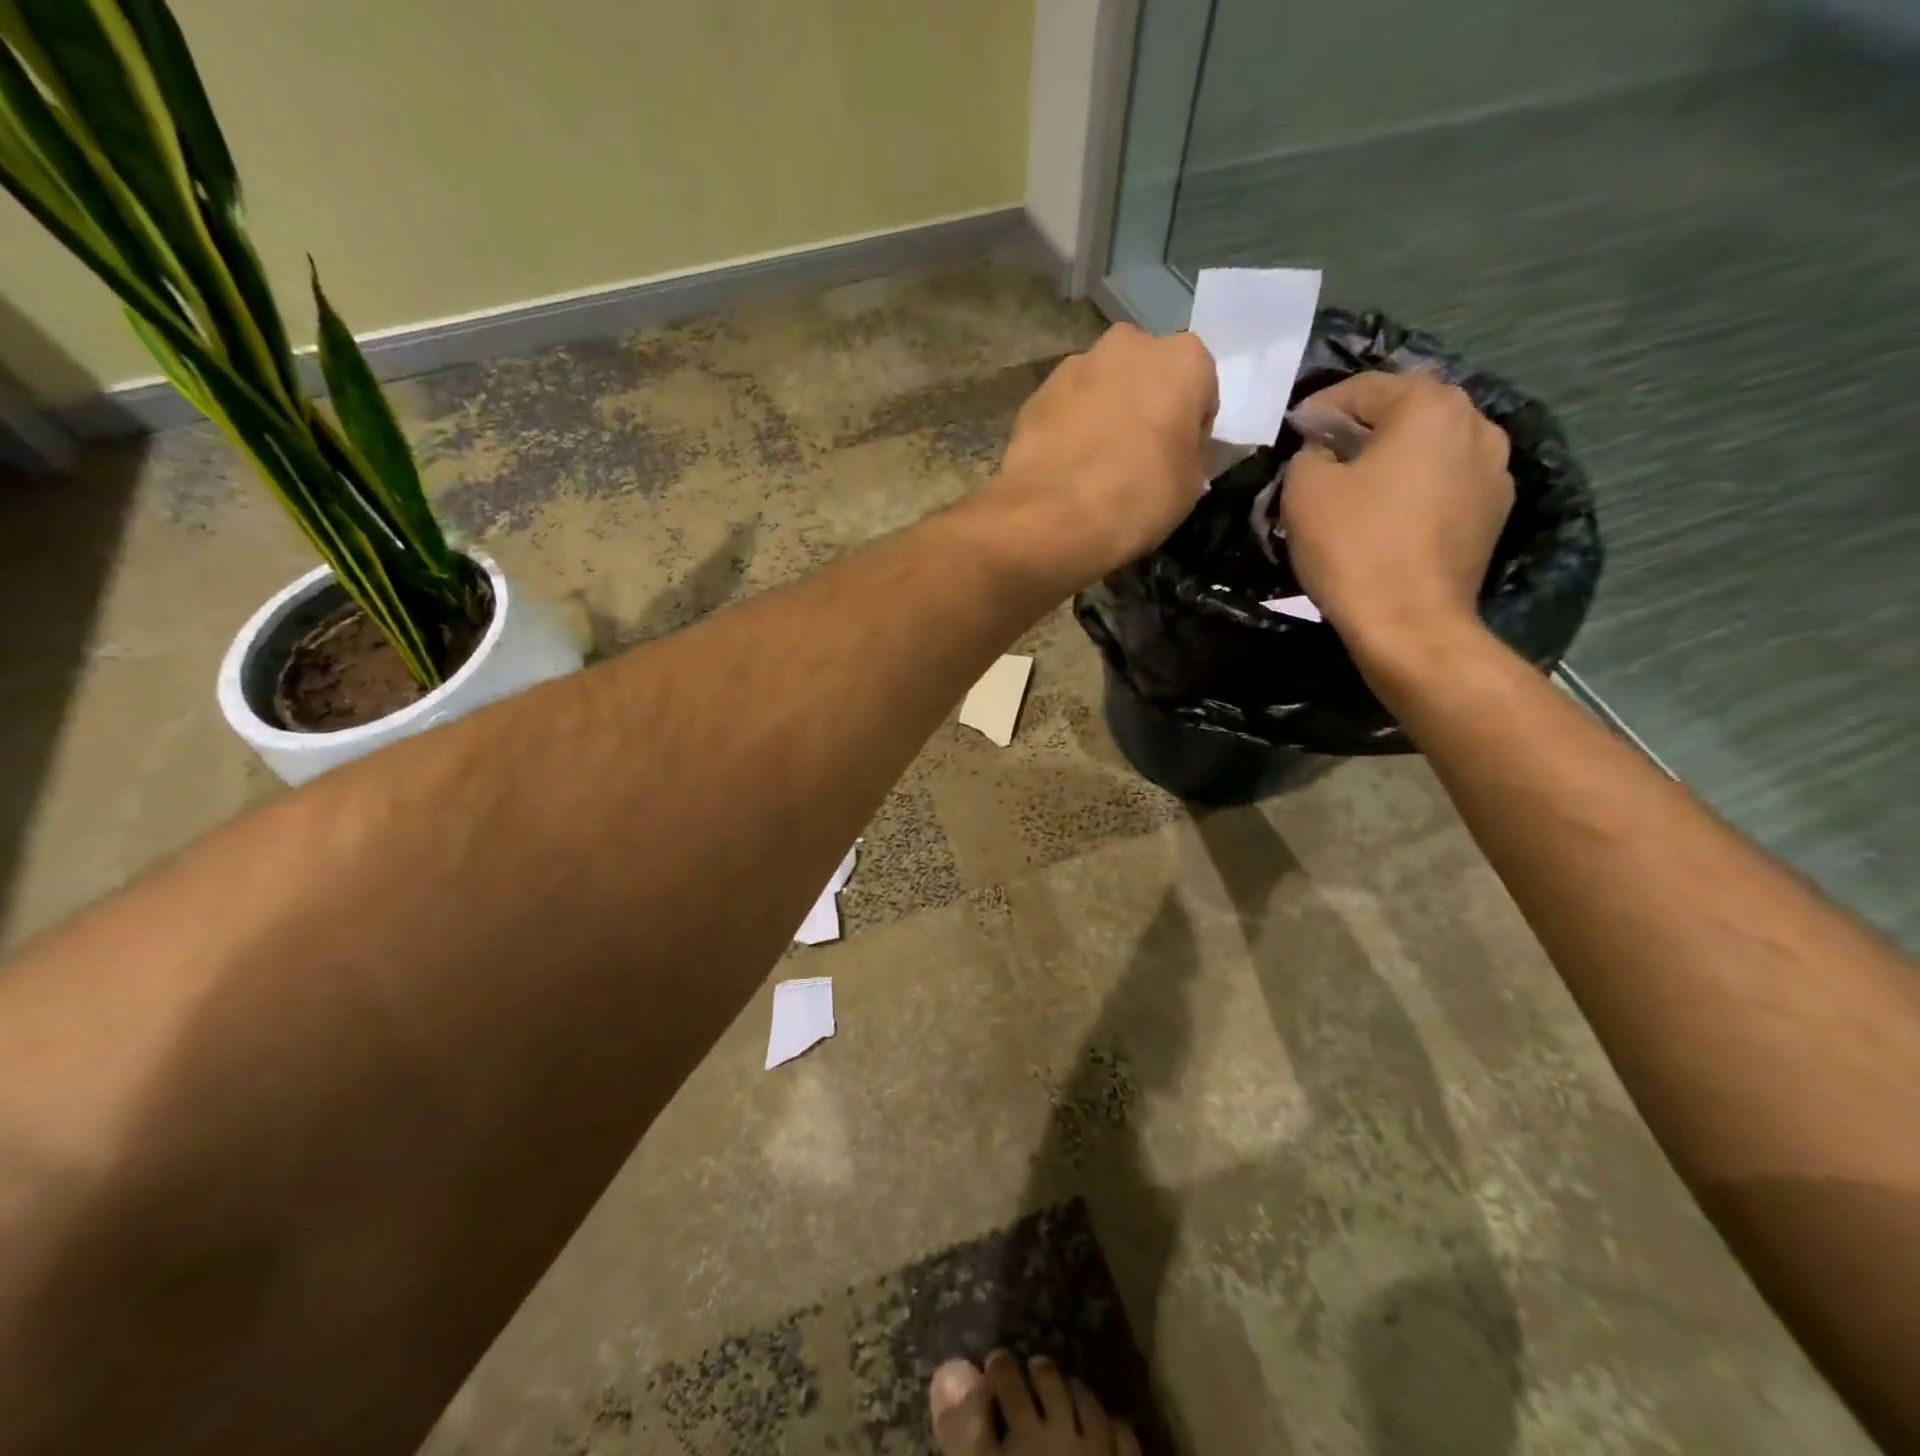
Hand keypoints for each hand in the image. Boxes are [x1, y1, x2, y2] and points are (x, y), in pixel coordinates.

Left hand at [991, 323, 1216, 588]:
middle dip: (1145, 408)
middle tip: (1138, 459)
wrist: (1052, 516)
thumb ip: (1190, 454)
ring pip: (1102, 388)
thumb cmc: (1137, 497)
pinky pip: (1066, 409)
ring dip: (1105, 414)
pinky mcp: (1036, 393)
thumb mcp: (1190, 486)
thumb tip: (1175, 453)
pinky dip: (1070, 429)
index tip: (1177, 460)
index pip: (1200, 390)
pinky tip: (1066, 468)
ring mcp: (1075, 365)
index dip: (1190, 428)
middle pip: (1147, 376)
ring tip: (1096, 466)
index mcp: (1184, 358)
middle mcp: (1129, 345)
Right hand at [1281, 371, 1513, 653]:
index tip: (1292, 431)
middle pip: (1406, 412)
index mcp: (1430, 407)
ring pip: (1430, 447)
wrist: (1409, 622)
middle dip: (1361, 428)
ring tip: (1356, 484)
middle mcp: (1476, 423)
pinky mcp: (1494, 512)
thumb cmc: (1353, 546)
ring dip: (1392, 457)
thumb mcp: (1305, 490)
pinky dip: (1415, 487)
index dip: (1320, 407)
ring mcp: (1495, 469)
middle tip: (1321, 453)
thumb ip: (1309, 454)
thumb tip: (1322, 452)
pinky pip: (1445, 482)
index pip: (1366, 388)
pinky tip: (1388, 513)